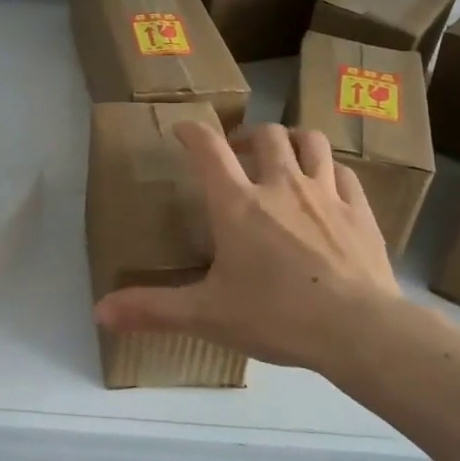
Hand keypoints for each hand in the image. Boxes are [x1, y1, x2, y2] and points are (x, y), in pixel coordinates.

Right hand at [93, 122, 402, 373]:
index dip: (193, 132)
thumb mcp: (206, 315)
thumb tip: (100, 312)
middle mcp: (281, 185)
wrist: (359, 329)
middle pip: (266, 136)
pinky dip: (329, 170)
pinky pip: (344, 172)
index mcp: (237, 204)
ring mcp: (325, 193)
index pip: (208, 149)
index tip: (183, 130)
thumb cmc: (276, 315)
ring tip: (283, 156)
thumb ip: (152, 309)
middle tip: (238, 151)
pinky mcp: (359, 211)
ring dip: (292, 140)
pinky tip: (326, 185)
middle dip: (248, 135)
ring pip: (310, 142)